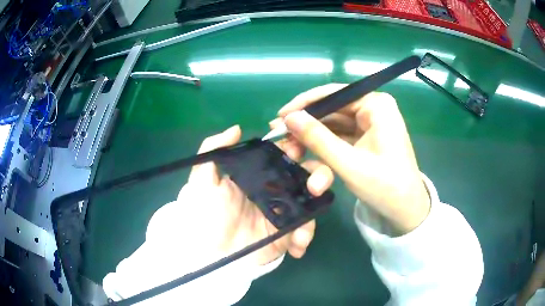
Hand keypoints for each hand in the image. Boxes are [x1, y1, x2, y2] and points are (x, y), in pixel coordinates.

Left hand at [178, 125, 315, 265]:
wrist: (208, 254)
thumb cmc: (204, 215)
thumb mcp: (202, 180)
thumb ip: (213, 150)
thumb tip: (237, 128)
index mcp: (257, 174)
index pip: (282, 153)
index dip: (294, 145)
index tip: (298, 147)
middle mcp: (274, 189)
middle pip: (305, 173)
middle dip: (318, 173)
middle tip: (315, 184)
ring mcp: (283, 212)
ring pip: (312, 200)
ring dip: (317, 207)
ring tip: (304, 224)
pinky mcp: (287, 234)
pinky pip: (305, 229)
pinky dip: (306, 235)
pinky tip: (297, 244)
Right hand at [271, 84, 430, 234]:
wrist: (406, 211)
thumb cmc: (384, 186)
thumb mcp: (348, 163)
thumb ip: (317, 138)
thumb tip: (288, 117)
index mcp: (376, 105)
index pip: (334, 94)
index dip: (304, 104)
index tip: (280, 117)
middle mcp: (373, 109)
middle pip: (331, 110)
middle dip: (306, 127)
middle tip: (279, 138)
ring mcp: (370, 124)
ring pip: (333, 125)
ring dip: (312, 139)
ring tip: (289, 152)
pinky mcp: (366, 139)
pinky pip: (340, 137)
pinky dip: (324, 148)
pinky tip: (308, 157)